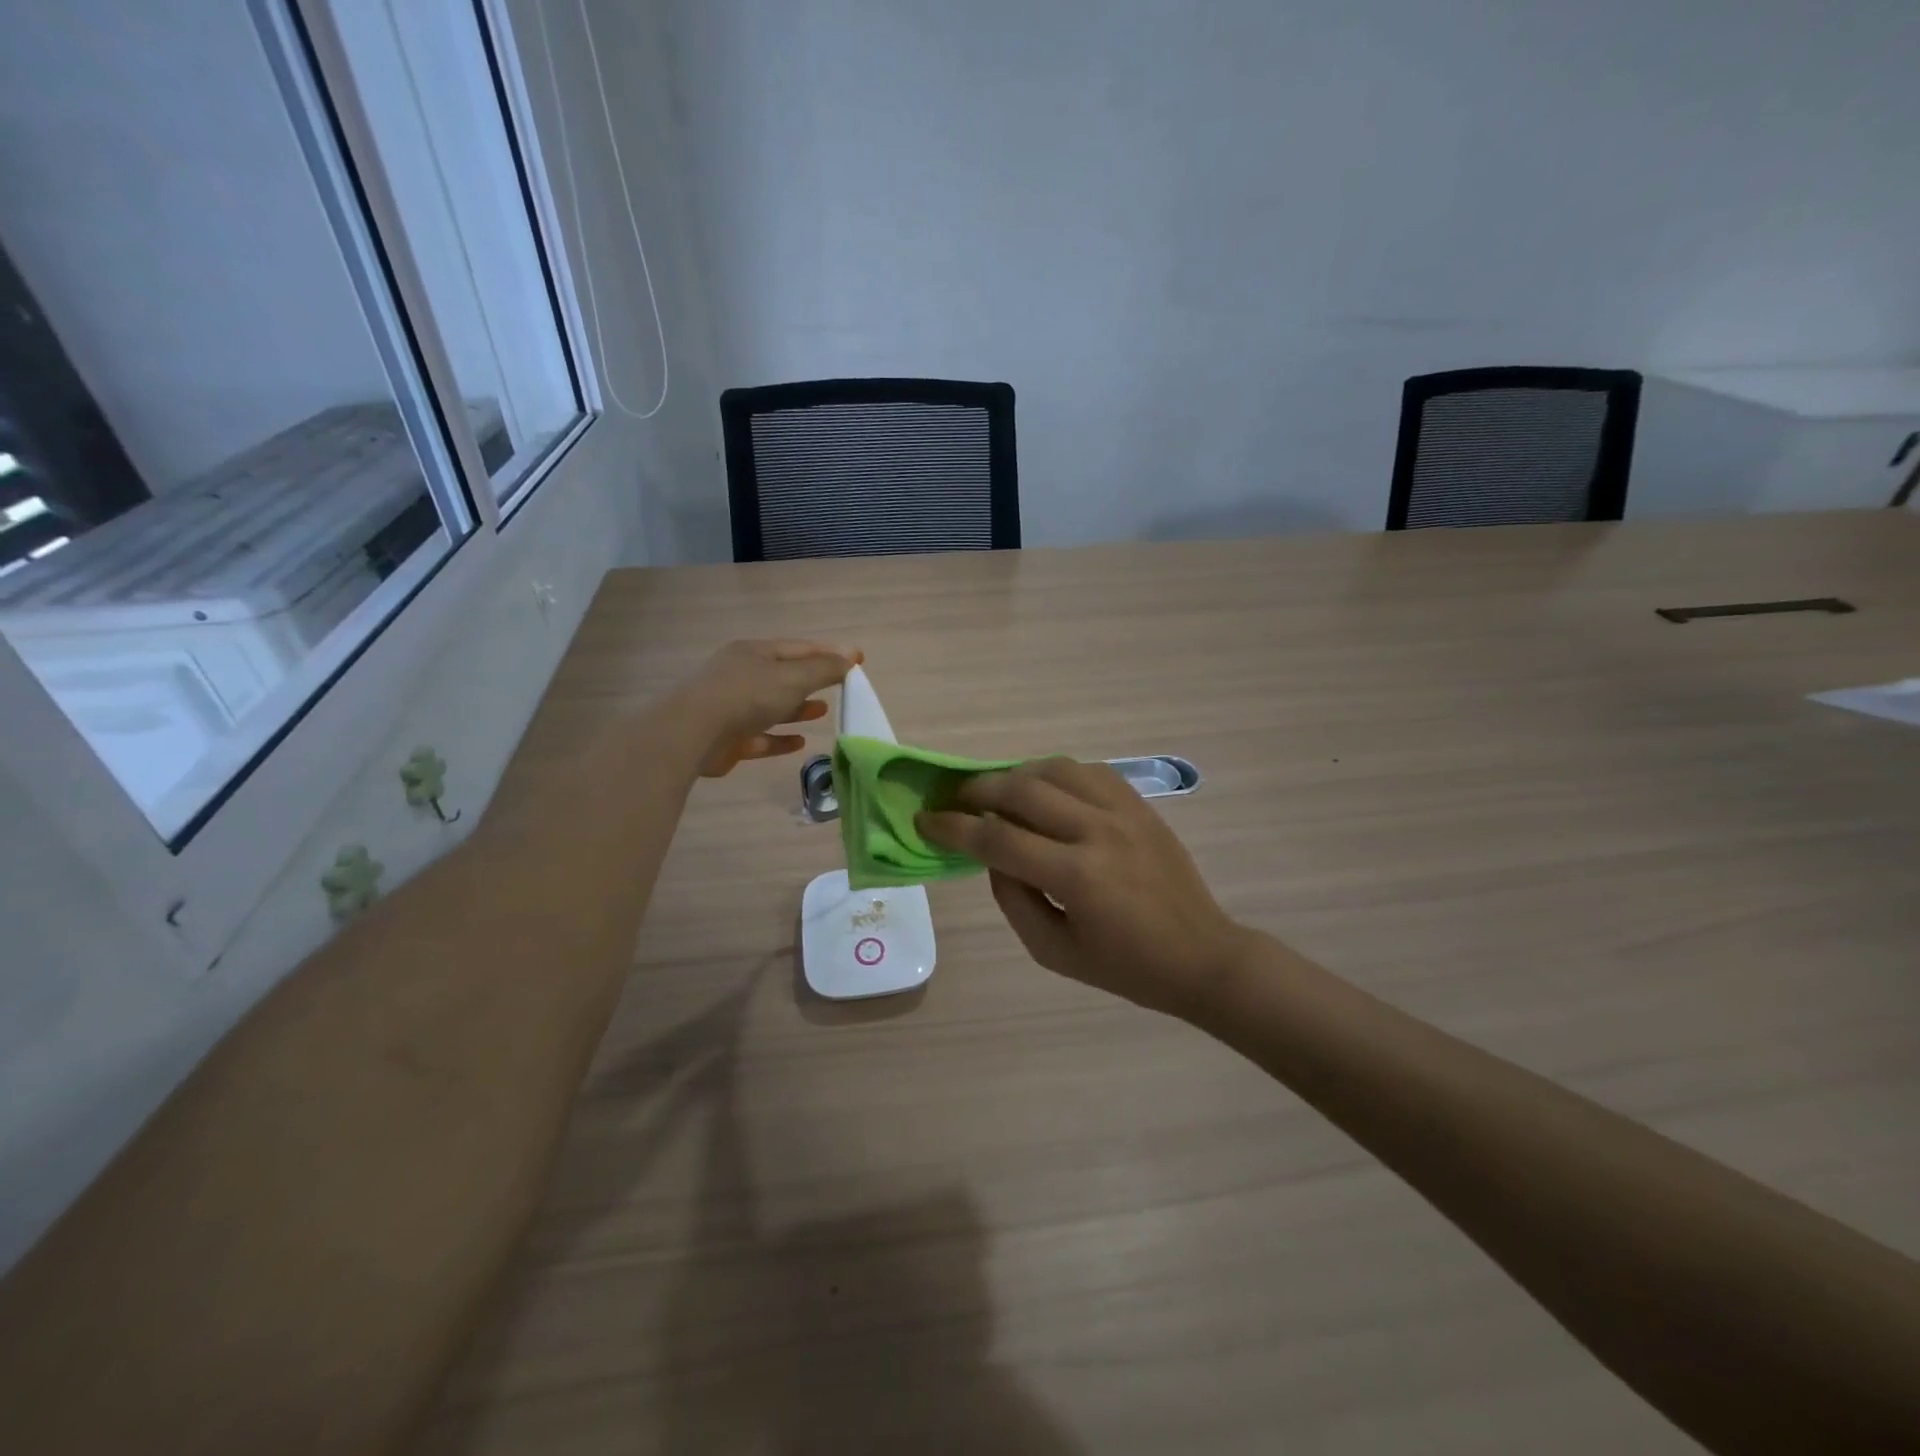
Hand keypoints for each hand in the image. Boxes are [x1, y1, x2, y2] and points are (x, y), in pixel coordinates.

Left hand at [679, 640, 859, 777]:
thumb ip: (824, 669)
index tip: (857, 659)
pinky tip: (799, 743)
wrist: (692, 733)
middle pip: (784, 675)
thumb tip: (851, 655)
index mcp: (754, 652)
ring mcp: (731, 707)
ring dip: (798, 708)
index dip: (830, 653)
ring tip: (823, 711)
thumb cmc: (747, 696)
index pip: (799, 648)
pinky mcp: (727, 738)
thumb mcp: (792, 677)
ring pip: (772, 706)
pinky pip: (760, 736)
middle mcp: (741, 675)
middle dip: (813, 680)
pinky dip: (780, 738)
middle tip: (841, 687)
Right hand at [918, 758, 1254, 1017]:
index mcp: (1076, 876)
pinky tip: (1044, 791)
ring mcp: (1123, 810)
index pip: (997, 839)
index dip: (953, 828)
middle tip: (954, 800)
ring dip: (1014, 776)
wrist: (1201, 955)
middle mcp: (1097, 831)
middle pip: (1020, 791)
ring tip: (996, 793)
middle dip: (976, 791)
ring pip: (1052, 769)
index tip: (926, 820)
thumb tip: (992, 855)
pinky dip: (1054, 774)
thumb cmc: (1125, 967)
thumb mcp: (1054, 951)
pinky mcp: (1139, 803)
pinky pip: (1086, 770)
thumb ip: (1013, 900)